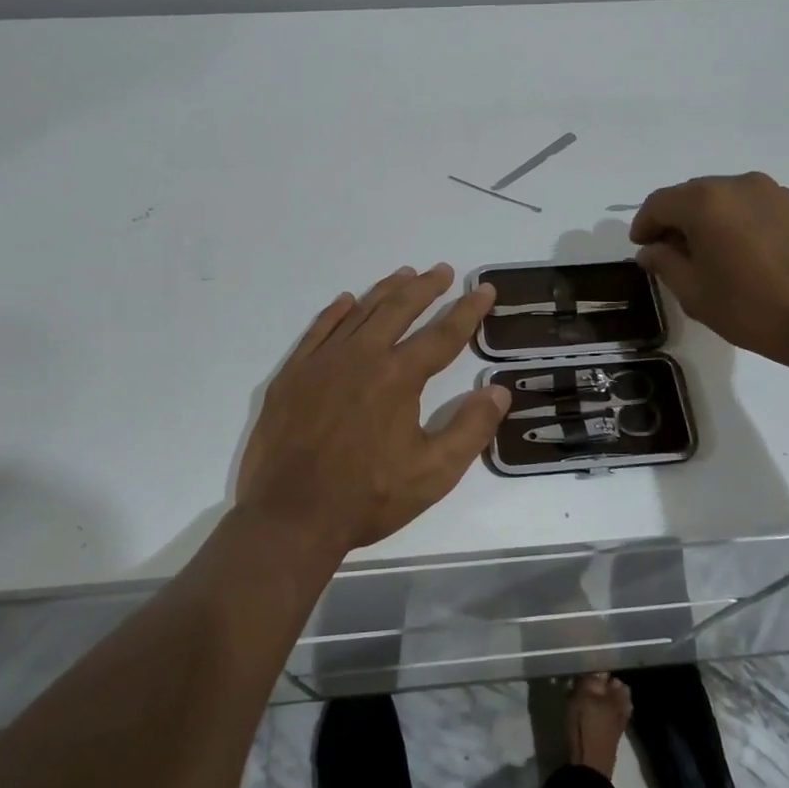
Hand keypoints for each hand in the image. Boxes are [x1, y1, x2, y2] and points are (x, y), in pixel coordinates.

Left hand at [234, 264, 510, 564]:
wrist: (290, 516)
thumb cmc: (368, 497)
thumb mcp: (434, 473)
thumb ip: (471, 429)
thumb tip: (498, 390)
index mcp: (398, 376)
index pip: (443, 334)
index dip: (467, 310)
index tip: (484, 289)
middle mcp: (361, 356)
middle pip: (399, 309)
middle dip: (425, 287)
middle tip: (442, 270)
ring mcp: (322, 361)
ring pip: (360, 312)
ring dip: (385, 291)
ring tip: (404, 274)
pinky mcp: (293, 374)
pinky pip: (318, 330)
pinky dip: (336, 312)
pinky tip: (346, 301)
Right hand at [629, 172, 788, 371]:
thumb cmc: (753, 308)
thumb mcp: (694, 293)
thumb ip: (664, 264)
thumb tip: (652, 250)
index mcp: (704, 201)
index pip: (659, 203)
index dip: (644, 225)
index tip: (642, 248)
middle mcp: (736, 184)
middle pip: (690, 195)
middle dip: (674, 220)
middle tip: (669, 254)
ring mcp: (770, 191)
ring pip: (721, 198)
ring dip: (705, 219)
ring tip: (706, 255)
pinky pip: (748, 205)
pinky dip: (733, 221)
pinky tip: (738, 253)